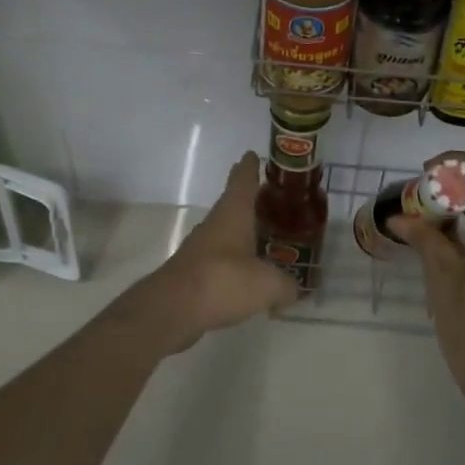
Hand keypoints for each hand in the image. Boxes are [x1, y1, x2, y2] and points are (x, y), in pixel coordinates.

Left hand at [118, 151, 299, 353]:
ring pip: (225, 234)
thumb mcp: (268, 284)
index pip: (242, 180)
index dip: (249, 167)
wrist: (172, 309)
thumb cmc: (223, 281)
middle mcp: (215, 225)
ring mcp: (201, 249)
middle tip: (271, 202)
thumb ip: (285, 285)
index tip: (251, 155)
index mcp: (233, 213)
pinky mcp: (193, 273)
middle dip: (250, 202)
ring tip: (264, 240)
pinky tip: (247, 278)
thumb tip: (293, 290)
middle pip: (233, 205)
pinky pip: (219, 261)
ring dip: (242, 234)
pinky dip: (234, 264)